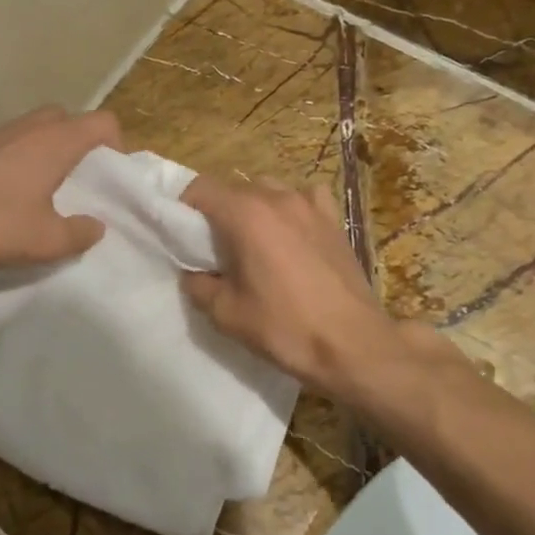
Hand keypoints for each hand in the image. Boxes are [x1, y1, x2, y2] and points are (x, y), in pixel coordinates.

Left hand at [0, 107, 120, 272]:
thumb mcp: (47, 240)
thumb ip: (80, 233)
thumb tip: (96, 226)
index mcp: (57, 141)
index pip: (104, 122)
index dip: (117, 145)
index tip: (111, 178)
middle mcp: (32, 126)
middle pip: (71, 119)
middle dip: (83, 144)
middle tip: (82, 180)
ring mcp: (1, 132)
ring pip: (40, 128)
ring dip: (53, 150)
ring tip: (50, 189)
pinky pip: (16, 140)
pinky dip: (27, 156)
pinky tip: (14, 193)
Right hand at [179, 176, 412, 401]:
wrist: (353, 345)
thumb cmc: (286, 328)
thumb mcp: (227, 314)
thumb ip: (199, 286)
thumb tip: (193, 273)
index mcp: (245, 215)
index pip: (200, 189)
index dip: (183, 206)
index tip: (180, 232)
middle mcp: (277, 198)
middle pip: (233, 189)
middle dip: (218, 212)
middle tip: (214, 247)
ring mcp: (310, 204)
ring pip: (268, 189)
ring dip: (253, 208)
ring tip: (254, 241)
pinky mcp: (334, 219)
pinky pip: (305, 198)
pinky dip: (292, 207)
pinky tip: (293, 232)